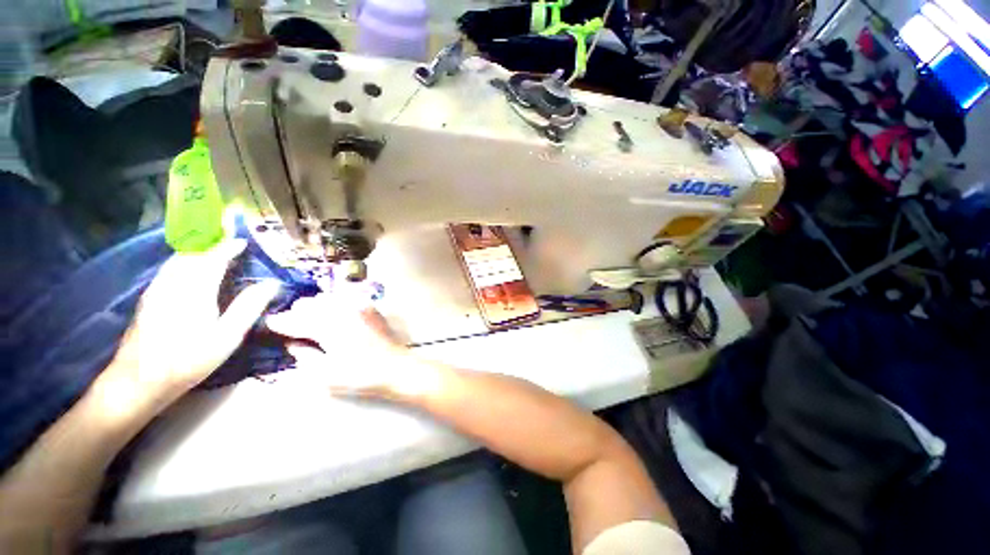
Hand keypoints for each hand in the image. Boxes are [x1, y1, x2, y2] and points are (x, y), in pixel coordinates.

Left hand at [102, 239, 280, 412]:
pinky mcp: (148, 298)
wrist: (137, 382)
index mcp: (195, 290)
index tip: (243, 240)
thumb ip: (248, 307)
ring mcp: (156, 289)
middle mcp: (172, 283)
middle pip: (191, 252)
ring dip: (196, 248)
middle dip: (209, 239)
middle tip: (226, 233)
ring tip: (211, 245)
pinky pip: (169, 269)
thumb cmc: (188, 360)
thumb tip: (271, 284)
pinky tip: (188, 266)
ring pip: (177, 259)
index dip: (228, 246)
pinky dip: (184, 260)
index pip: (213, 258)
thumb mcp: (227, 337)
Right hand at [266, 289, 440, 400]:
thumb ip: (304, 357)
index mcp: (326, 326)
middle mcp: (341, 310)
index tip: (270, 324)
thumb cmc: (359, 375)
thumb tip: (293, 344)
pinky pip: (346, 299)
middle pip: (310, 303)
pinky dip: (335, 304)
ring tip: (312, 320)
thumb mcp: (324, 374)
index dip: (279, 322)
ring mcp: (358, 306)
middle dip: (297, 313)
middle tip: (293, 326)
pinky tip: (335, 314)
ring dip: (316, 307)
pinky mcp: (370, 308)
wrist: (395, 367)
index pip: (294, 319)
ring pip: (327, 298)